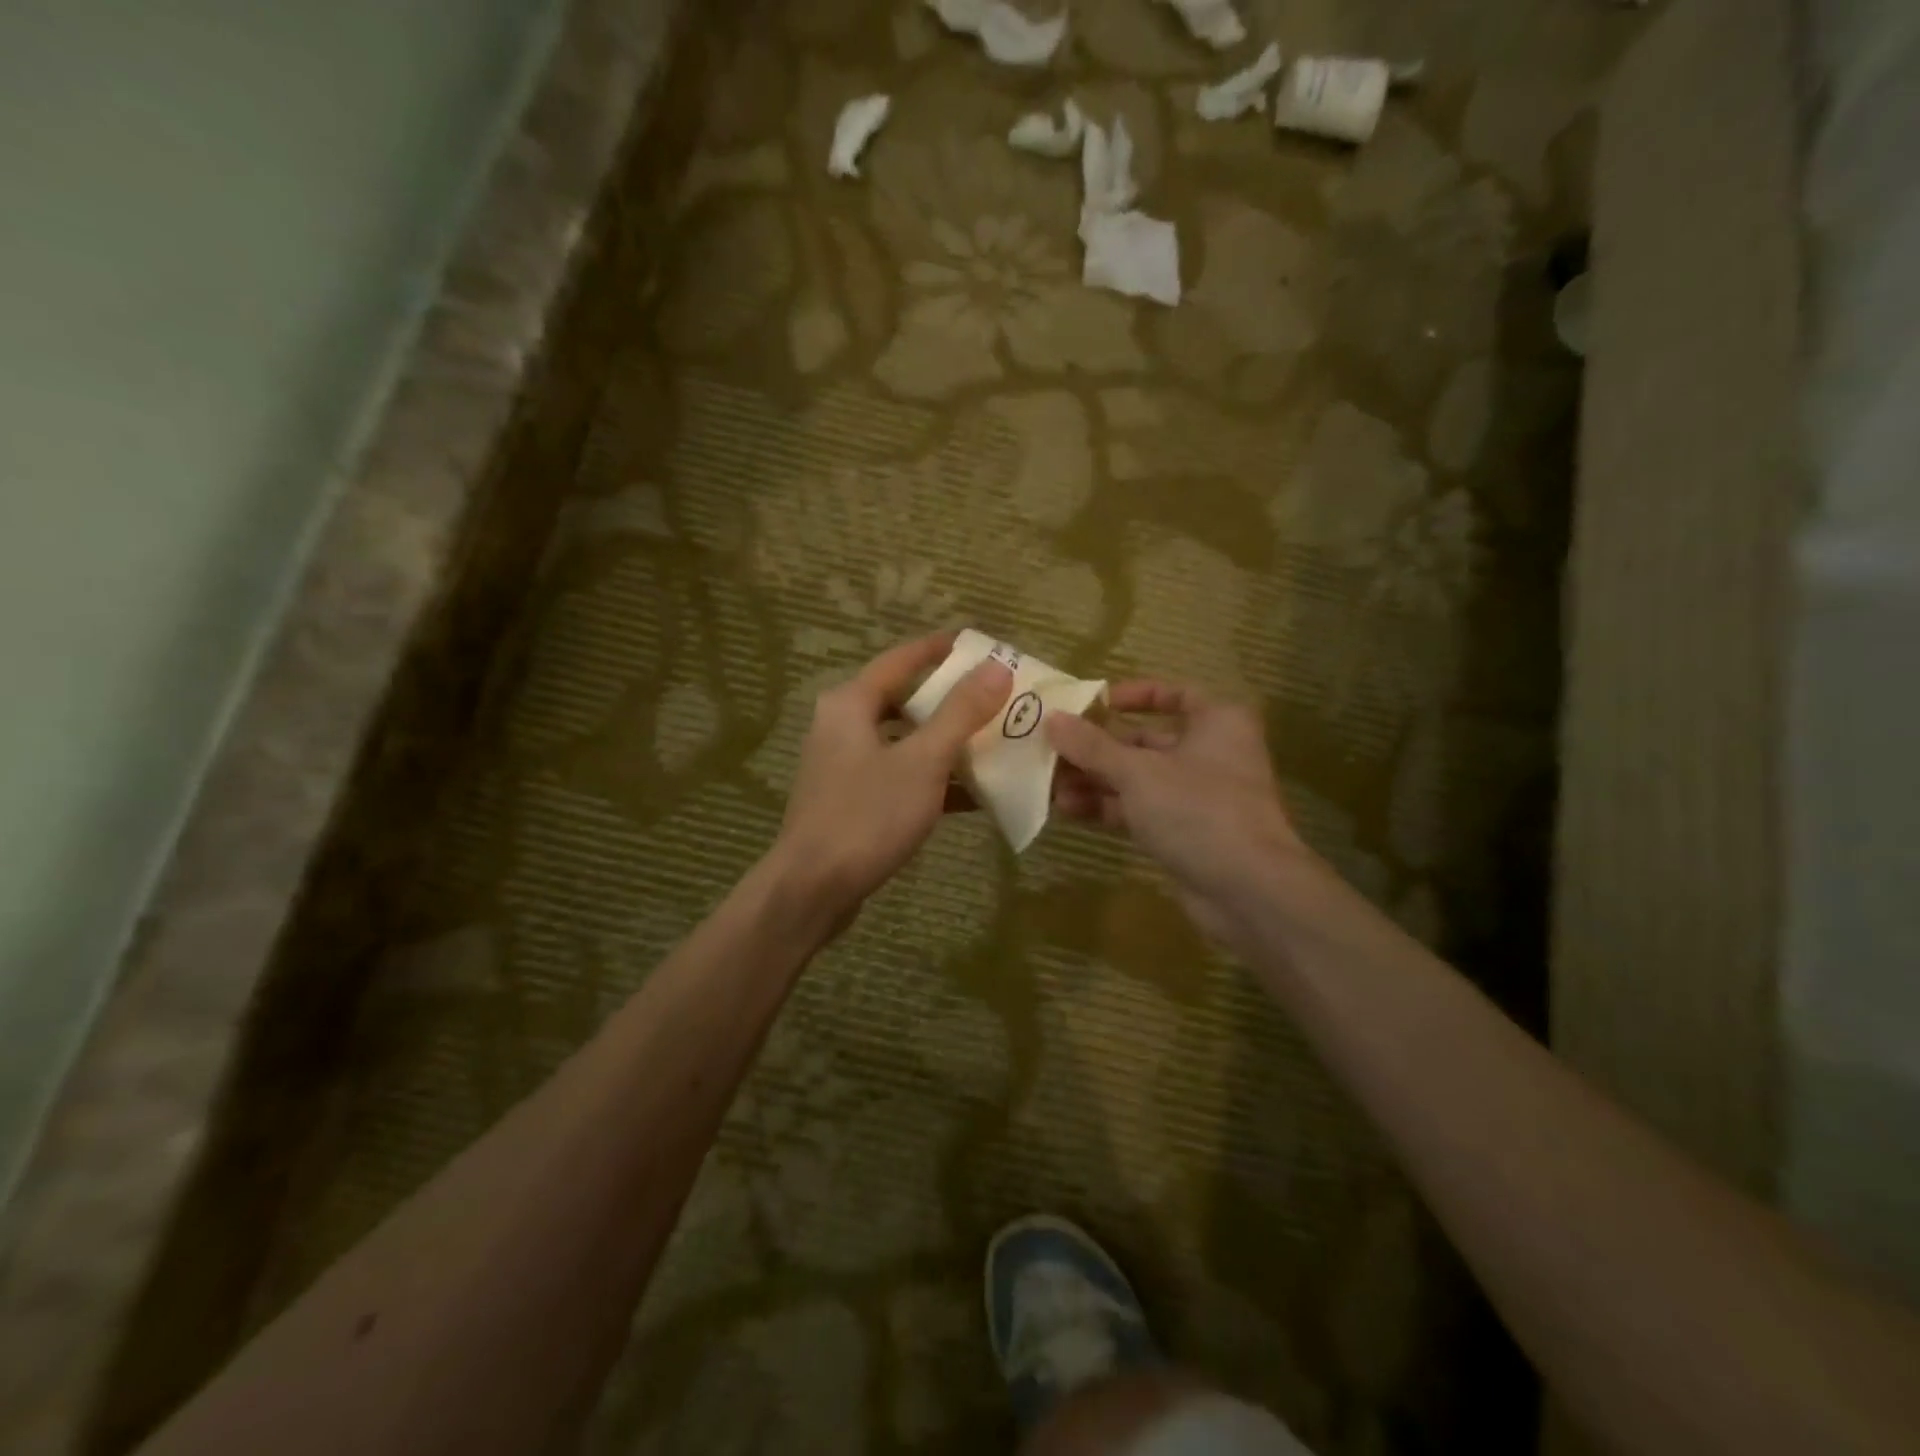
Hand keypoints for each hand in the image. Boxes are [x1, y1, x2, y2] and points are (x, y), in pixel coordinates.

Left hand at [773, 633, 1012, 918]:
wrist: (812, 889)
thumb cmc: (867, 816)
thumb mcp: (923, 761)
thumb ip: (961, 712)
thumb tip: (997, 667)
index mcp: (851, 704)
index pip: (902, 659)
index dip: (941, 648)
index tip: (980, 643)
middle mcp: (842, 725)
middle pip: (904, 699)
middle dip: (951, 699)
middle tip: (996, 696)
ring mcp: (845, 765)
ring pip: (904, 741)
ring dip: (946, 741)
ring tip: (993, 740)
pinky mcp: (852, 800)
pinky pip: (900, 775)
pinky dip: (932, 778)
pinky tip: (973, 793)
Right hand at [1047, 681, 1314, 941]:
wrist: (1247, 889)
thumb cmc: (1197, 809)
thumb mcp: (1137, 772)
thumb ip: (1092, 746)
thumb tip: (1051, 719)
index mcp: (1216, 722)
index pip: (1174, 694)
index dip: (1133, 695)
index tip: (1093, 705)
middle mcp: (1210, 753)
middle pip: (1145, 741)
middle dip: (1097, 748)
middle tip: (1051, 751)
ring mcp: (1197, 796)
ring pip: (1138, 779)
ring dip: (1095, 780)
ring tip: (1049, 786)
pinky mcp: (1184, 832)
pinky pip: (1140, 810)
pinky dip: (1108, 807)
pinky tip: (1068, 809)